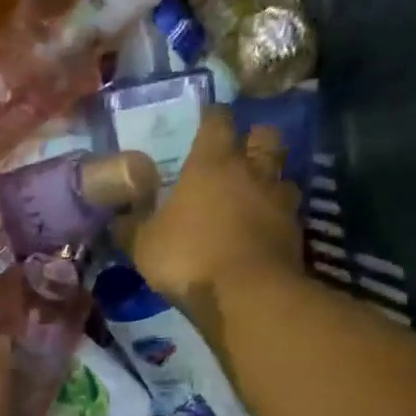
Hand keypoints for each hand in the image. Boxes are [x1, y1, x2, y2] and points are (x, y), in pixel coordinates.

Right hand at [122, 105, 302, 316]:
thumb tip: (119, 218)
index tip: (205, 122)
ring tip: (254, 196)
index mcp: (212, 163)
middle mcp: (252, 172)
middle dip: (254, 139)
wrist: (246, 296)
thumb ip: (132, 227)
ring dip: (270, 181)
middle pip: (265, 137)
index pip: (218, 121)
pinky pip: (288, 214)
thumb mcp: (144, 245)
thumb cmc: (188, 257)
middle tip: (238, 154)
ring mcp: (280, 201)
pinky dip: (276, 218)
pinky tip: (261, 232)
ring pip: (282, 176)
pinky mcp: (296, 233)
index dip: (212, 118)